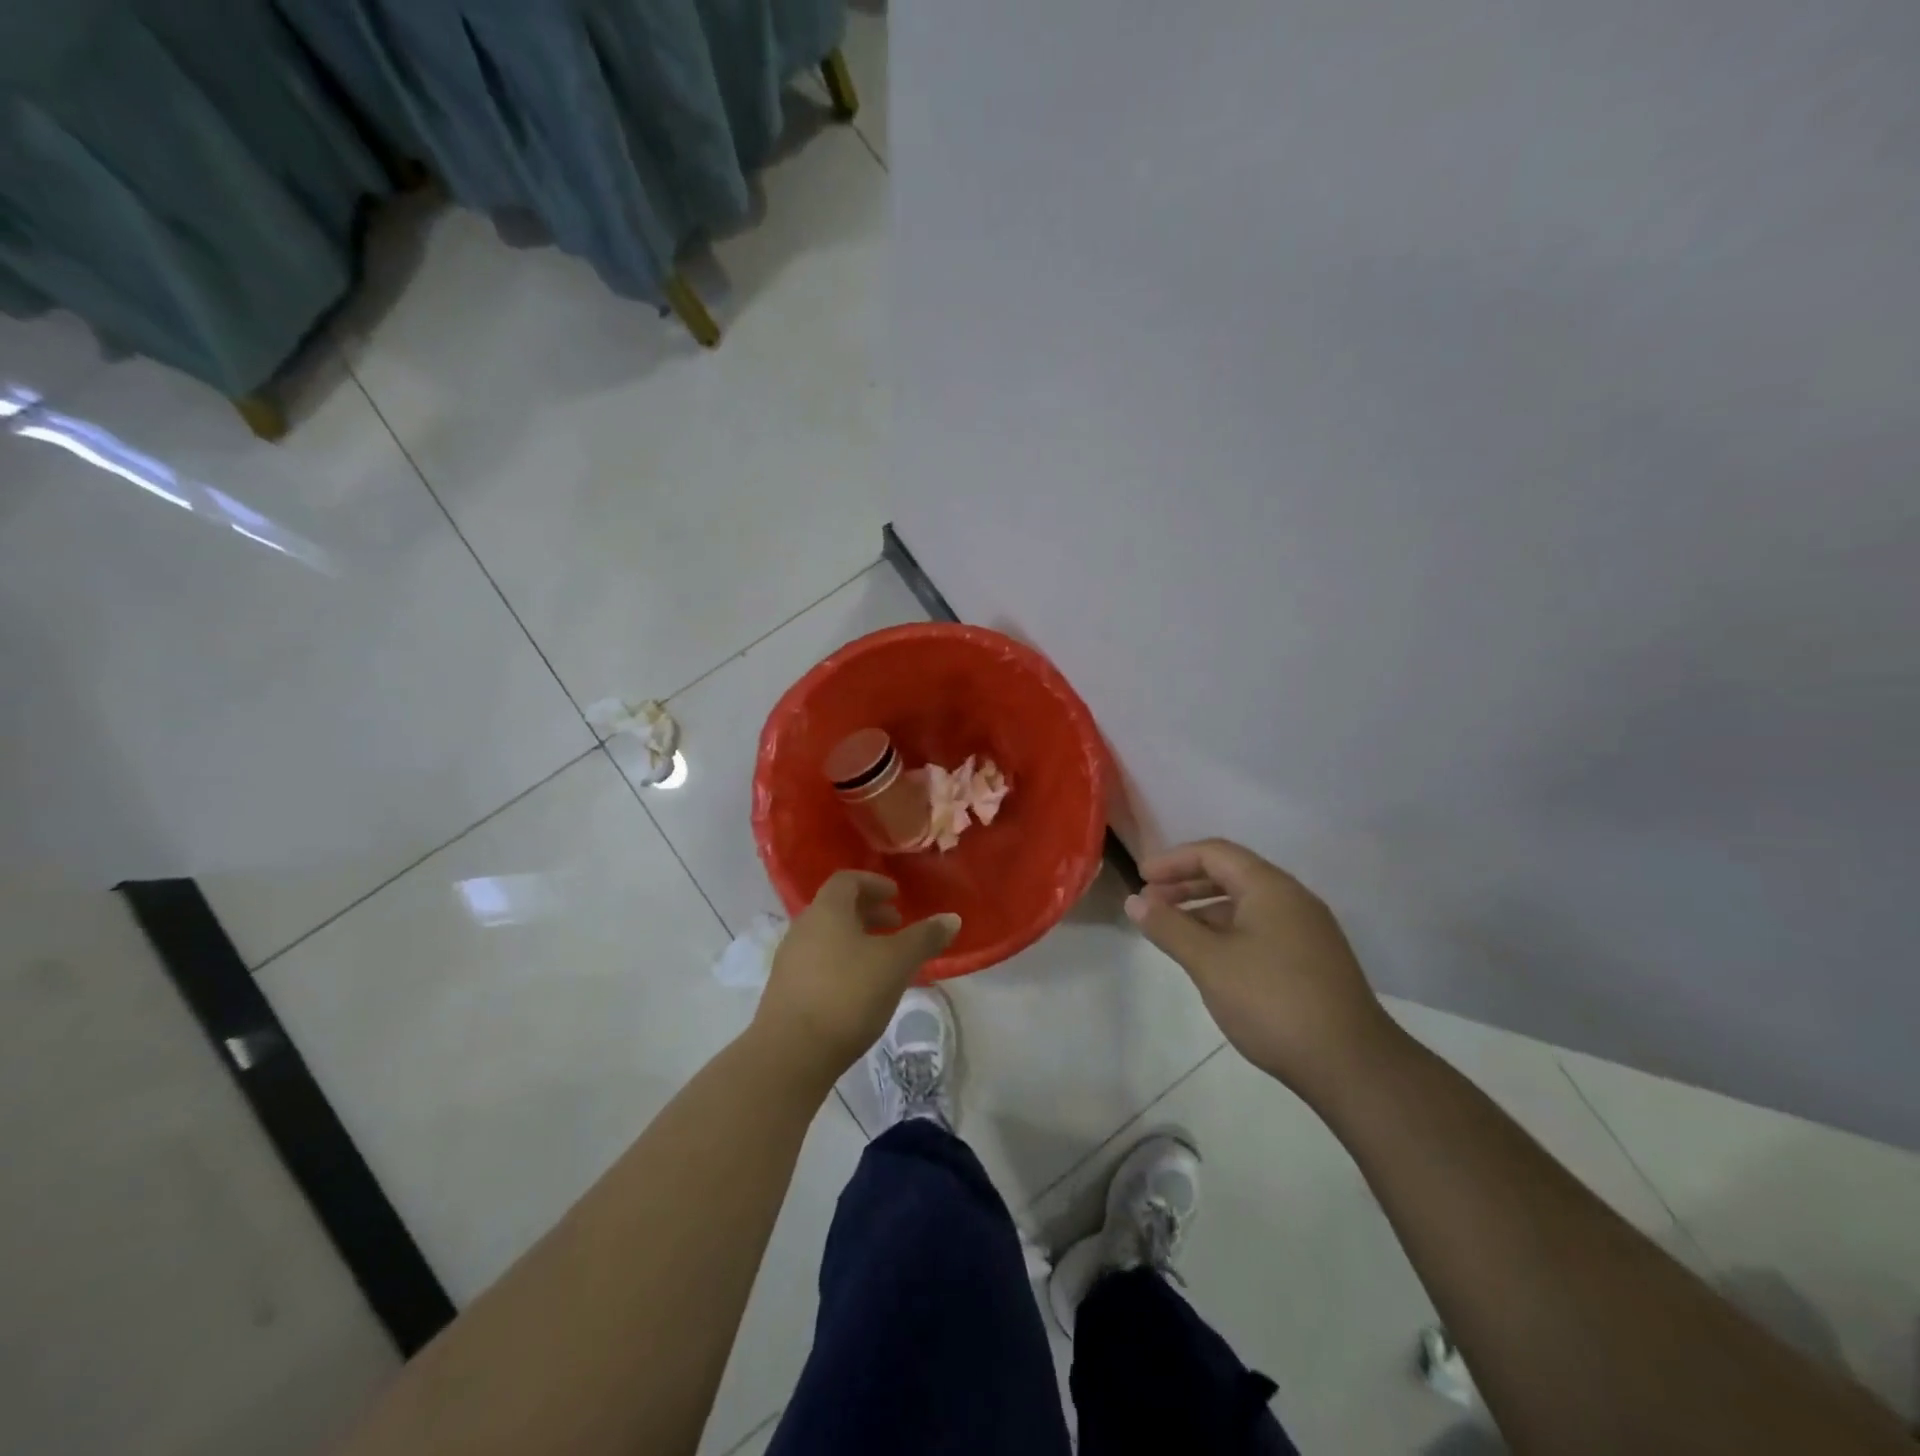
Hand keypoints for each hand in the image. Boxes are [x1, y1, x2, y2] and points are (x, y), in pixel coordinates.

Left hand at [753, 872, 960, 1090]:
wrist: (791, 1053)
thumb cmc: (847, 994)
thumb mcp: (896, 963)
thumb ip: (924, 938)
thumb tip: (951, 918)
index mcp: (827, 911)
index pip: (847, 880)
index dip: (873, 883)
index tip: (896, 896)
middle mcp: (803, 928)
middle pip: (837, 908)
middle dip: (869, 912)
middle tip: (896, 925)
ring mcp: (790, 960)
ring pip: (828, 937)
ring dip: (857, 939)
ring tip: (883, 959)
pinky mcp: (786, 990)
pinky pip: (819, 962)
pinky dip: (843, 962)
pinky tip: (861, 989)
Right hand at [1125, 838, 1400, 1100]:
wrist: (1352, 1065)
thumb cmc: (1272, 1002)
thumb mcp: (1209, 962)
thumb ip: (1168, 927)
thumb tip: (1134, 901)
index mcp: (1270, 887)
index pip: (1214, 853)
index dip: (1172, 860)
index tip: (1140, 879)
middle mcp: (1292, 899)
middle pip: (1231, 873)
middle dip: (1185, 883)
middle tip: (1150, 902)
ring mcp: (1306, 930)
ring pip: (1245, 903)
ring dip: (1204, 909)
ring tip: (1172, 930)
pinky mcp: (1312, 959)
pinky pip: (1260, 927)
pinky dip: (1226, 931)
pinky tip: (1210, 957)